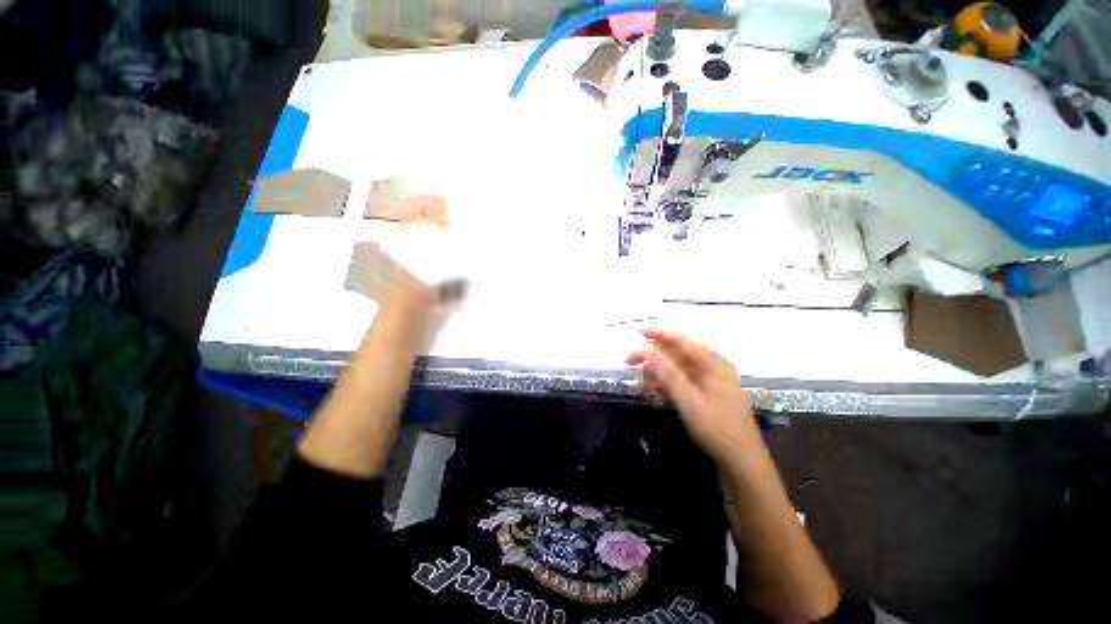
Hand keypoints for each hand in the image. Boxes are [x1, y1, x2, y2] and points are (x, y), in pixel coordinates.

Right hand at [627, 329, 757, 464]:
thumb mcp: (688, 400)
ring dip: (656, 370)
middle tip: (629, 361)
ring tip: (637, 379)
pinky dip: (665, 382)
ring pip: (677, 367)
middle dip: (652, 355)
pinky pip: (681, 379)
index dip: (660, 334)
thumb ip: (667, 373)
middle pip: (677, 353)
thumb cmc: (716, 428)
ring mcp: (709, 380)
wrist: (741, 461)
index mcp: (713, 363)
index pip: (683, 340)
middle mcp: (712, 366)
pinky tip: (651, 388)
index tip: (639, 332)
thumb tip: (646, 349)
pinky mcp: (705, 392)